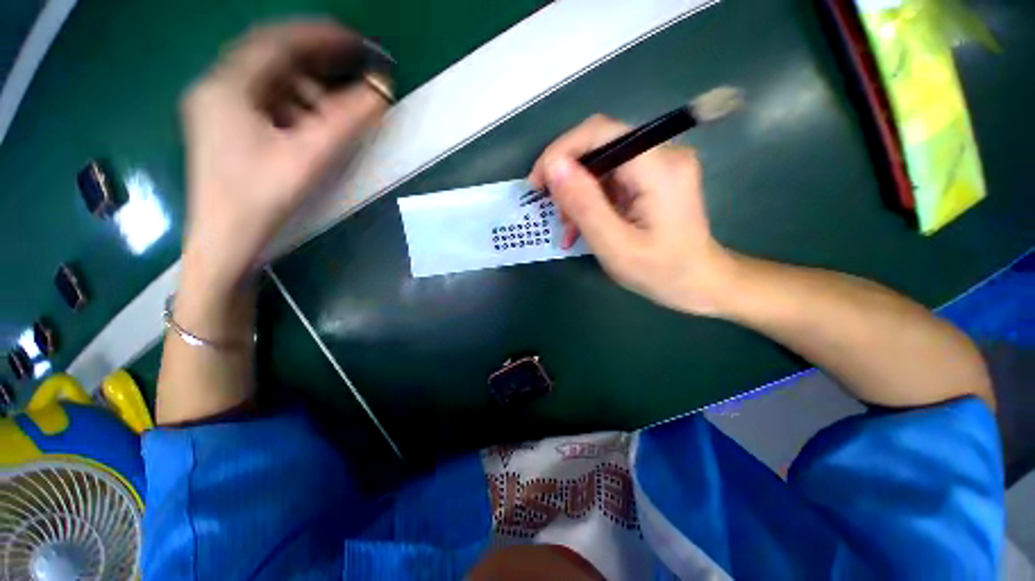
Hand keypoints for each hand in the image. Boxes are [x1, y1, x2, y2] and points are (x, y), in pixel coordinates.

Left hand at [180, 20, 388, 296]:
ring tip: (336, 113)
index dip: (322, 36)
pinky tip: (311, 126)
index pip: (278, 41)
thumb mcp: (310, 157)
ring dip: (308, 88)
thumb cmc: (263, 198)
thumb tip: (381, 91)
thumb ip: (347, 121)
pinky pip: (265, 101)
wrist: (226, 241)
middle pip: (272, 57)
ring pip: (270, 80)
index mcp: (228, 85)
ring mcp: (217, 107)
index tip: (360, 43)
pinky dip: (294, 105)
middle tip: (356, 69)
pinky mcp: (225, 127)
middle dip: (318, 61)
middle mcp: (217, 86)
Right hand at [528, 115, 734, 314]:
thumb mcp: (614, 245)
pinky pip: (611, 177)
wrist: (699, 283)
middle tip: (553, 211)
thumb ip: (584, 204)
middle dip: (567, 177)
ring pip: (601, 163)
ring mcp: (660, 165)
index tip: (537, 184)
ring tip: (568, 226)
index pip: (600, 133)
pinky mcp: (654, 178)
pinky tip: (583, 224)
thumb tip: (554, 167)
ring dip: (577, 192)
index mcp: (658, 168)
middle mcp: (663, 154)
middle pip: (599, 145)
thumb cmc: (661, 272)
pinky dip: (591, 199)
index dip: (561, 152)